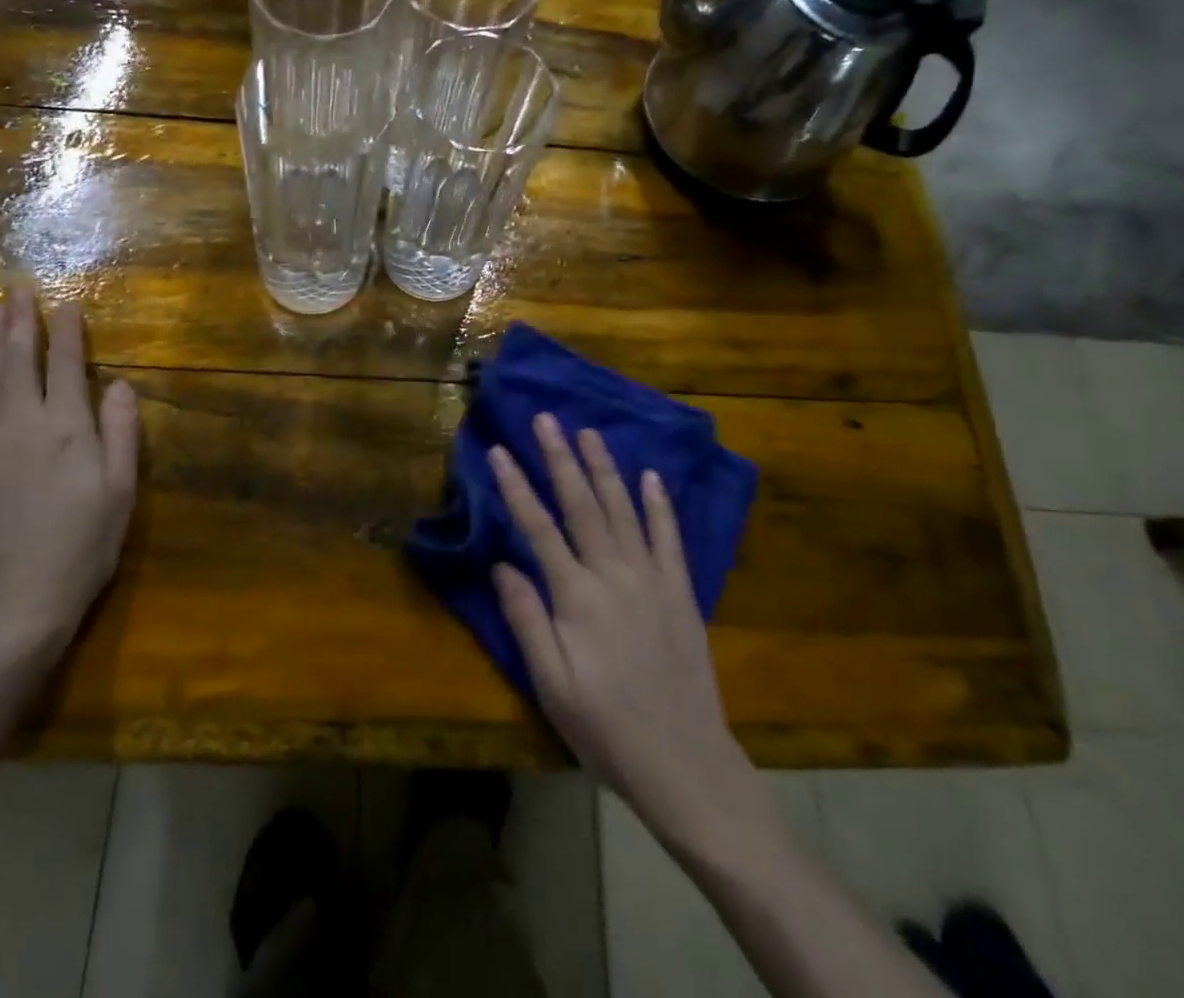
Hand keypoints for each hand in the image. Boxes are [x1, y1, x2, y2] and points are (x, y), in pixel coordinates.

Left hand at [0, 286, 140, 665]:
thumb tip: (118, 383)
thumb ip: (120, 433)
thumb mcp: (121, 492)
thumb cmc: (84, 549)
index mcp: (68, 430)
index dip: (67, 331)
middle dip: (21, 322)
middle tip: (18, 288)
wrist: (16, 608)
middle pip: (20, 363)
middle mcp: (23, 426)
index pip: (67, 366)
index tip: (66, 301)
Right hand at [491, 414, 774, 846]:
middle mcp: (614, 574)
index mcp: (577, 596)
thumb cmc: (606, 728)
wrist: (685, 763)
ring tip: (589, 431)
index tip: (498, 450)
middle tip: (546, 419)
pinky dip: (660, 504)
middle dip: (560, 457)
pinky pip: (669, 537)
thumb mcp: (551, 684)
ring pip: (623, 509)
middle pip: (581, 504)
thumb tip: (501, 565)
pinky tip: (651, 476)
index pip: (538, 528)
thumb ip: (526, 619)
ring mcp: (652, 579)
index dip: (516, 487)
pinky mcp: (681, 592)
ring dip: (604, 467)